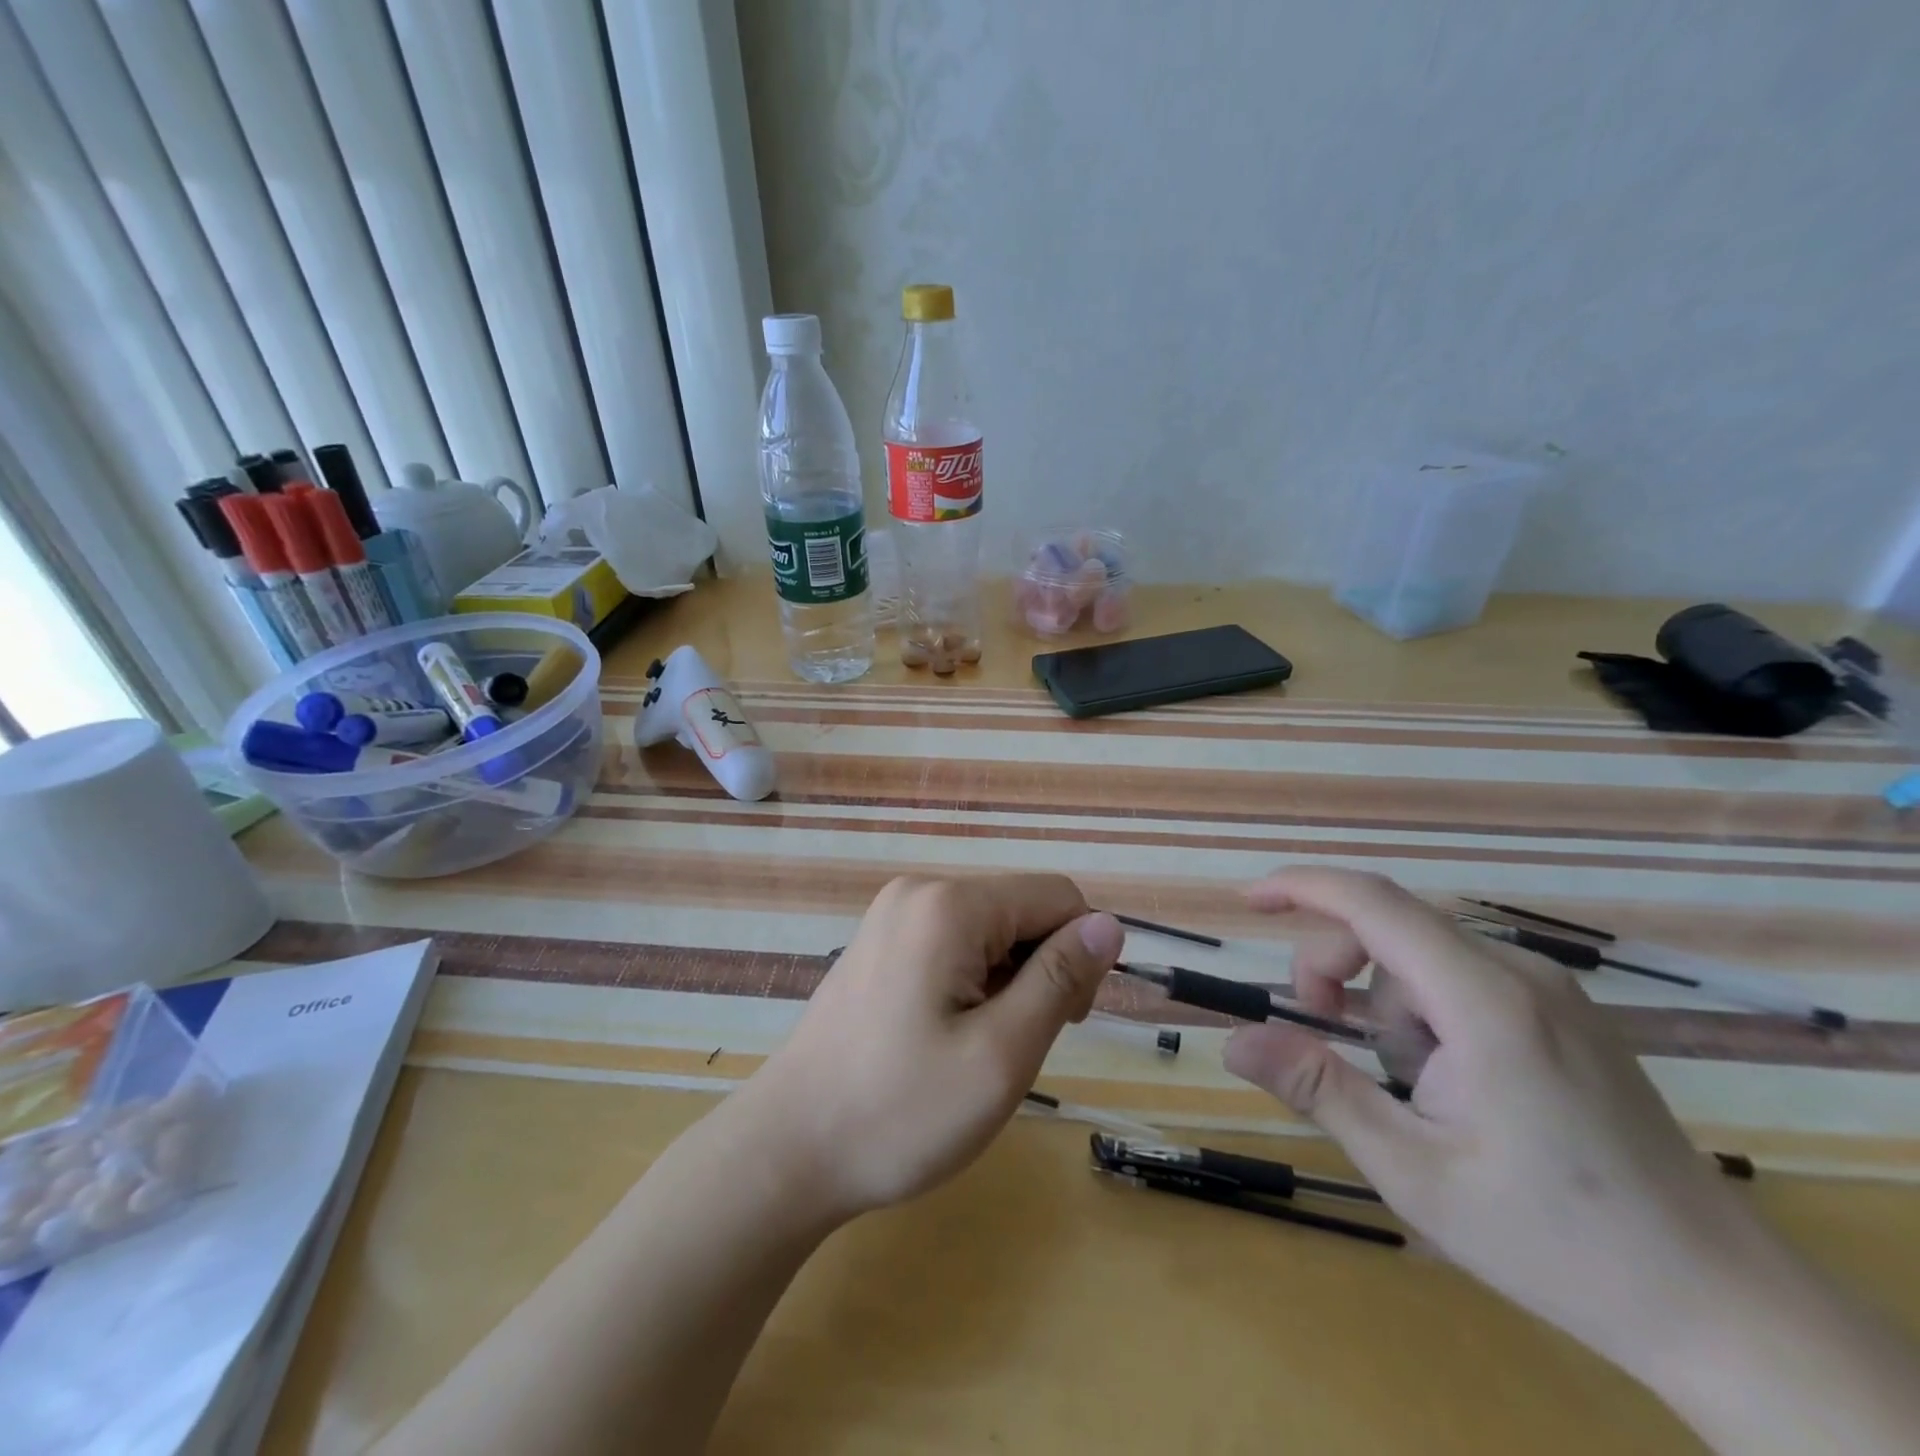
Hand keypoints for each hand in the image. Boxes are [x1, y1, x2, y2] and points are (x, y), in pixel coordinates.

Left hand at [740, 874, 1124, 1220]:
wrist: (788, 1149)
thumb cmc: (900, 1111)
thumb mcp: (1001, 1053)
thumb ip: (1060, 979)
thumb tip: (1108, 924)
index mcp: (950, 904)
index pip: (1057, 897)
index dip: (1080, 955)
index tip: (1066, 1022)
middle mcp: (919, 891)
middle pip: (1020, 910)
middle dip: (1040, 969)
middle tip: (1015, 1046)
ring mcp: (892, 915)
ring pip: (989, 930)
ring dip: (1006, 981)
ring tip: (976, 1047)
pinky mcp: (878, 942)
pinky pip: (952, 943)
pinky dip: (971, 982)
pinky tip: (946, 1035)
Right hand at [1222, 868, 1771, 1379]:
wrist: (1721, 1305)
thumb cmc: (1554, 1239)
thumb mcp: (1411, 1169)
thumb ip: (1318, 1089)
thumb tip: (1232, 1041)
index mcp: (1485, 1002)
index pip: (1374, 904)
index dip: (1302, 886)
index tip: (1248, 901)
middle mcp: (1522, 974)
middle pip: (1392, 930)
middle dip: (1338, 972)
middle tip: (1322, 1035)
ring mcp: (1552, 991)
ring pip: (1424, 960)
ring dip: (1387, 1008)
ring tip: (1411, 1090)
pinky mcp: (1566, 1014)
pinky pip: (1462, 980)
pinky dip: (1425, 1013)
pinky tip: (1450, 1081)